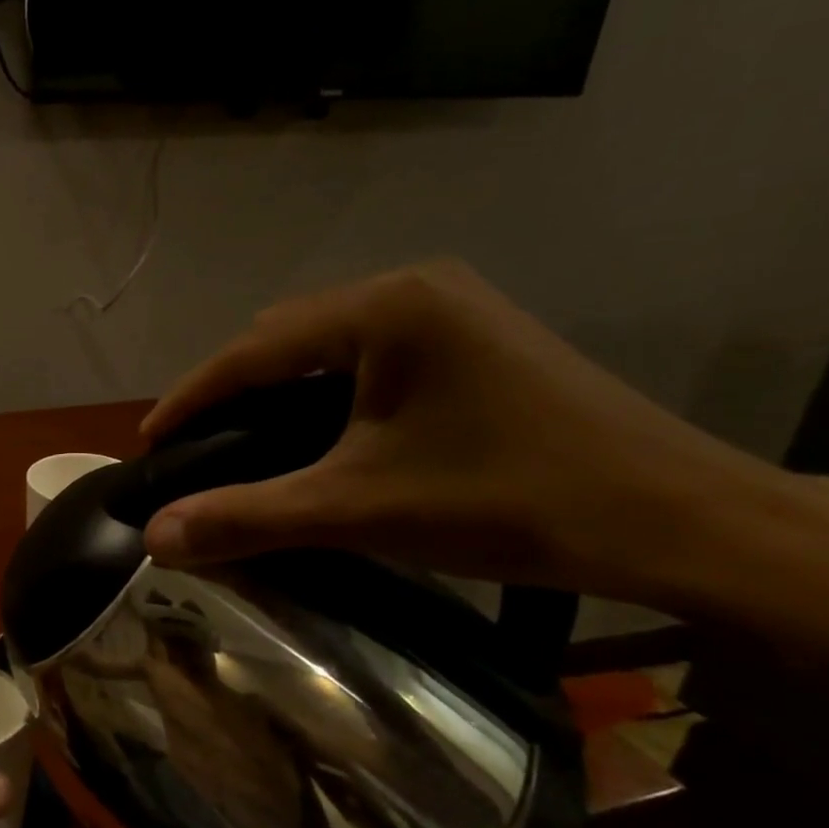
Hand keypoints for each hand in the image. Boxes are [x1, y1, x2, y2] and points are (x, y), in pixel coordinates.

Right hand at [139, 259, 780, 605]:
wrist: (680, 519)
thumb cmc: (508, 500)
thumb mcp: (360, 509)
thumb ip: (248, 517)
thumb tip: (155, 539)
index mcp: (383, 308)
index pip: (253, 349)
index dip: (191, 397)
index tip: (148, 441)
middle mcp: (413, 288)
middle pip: (286, 336)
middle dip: (231, 390)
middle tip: (197, 447)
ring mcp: (451, 308)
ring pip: (327, 343)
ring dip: (277, 389)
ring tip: (244, 439)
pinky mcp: (474, 337)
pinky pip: (368, 354)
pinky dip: (324, 390)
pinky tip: (318, 430)